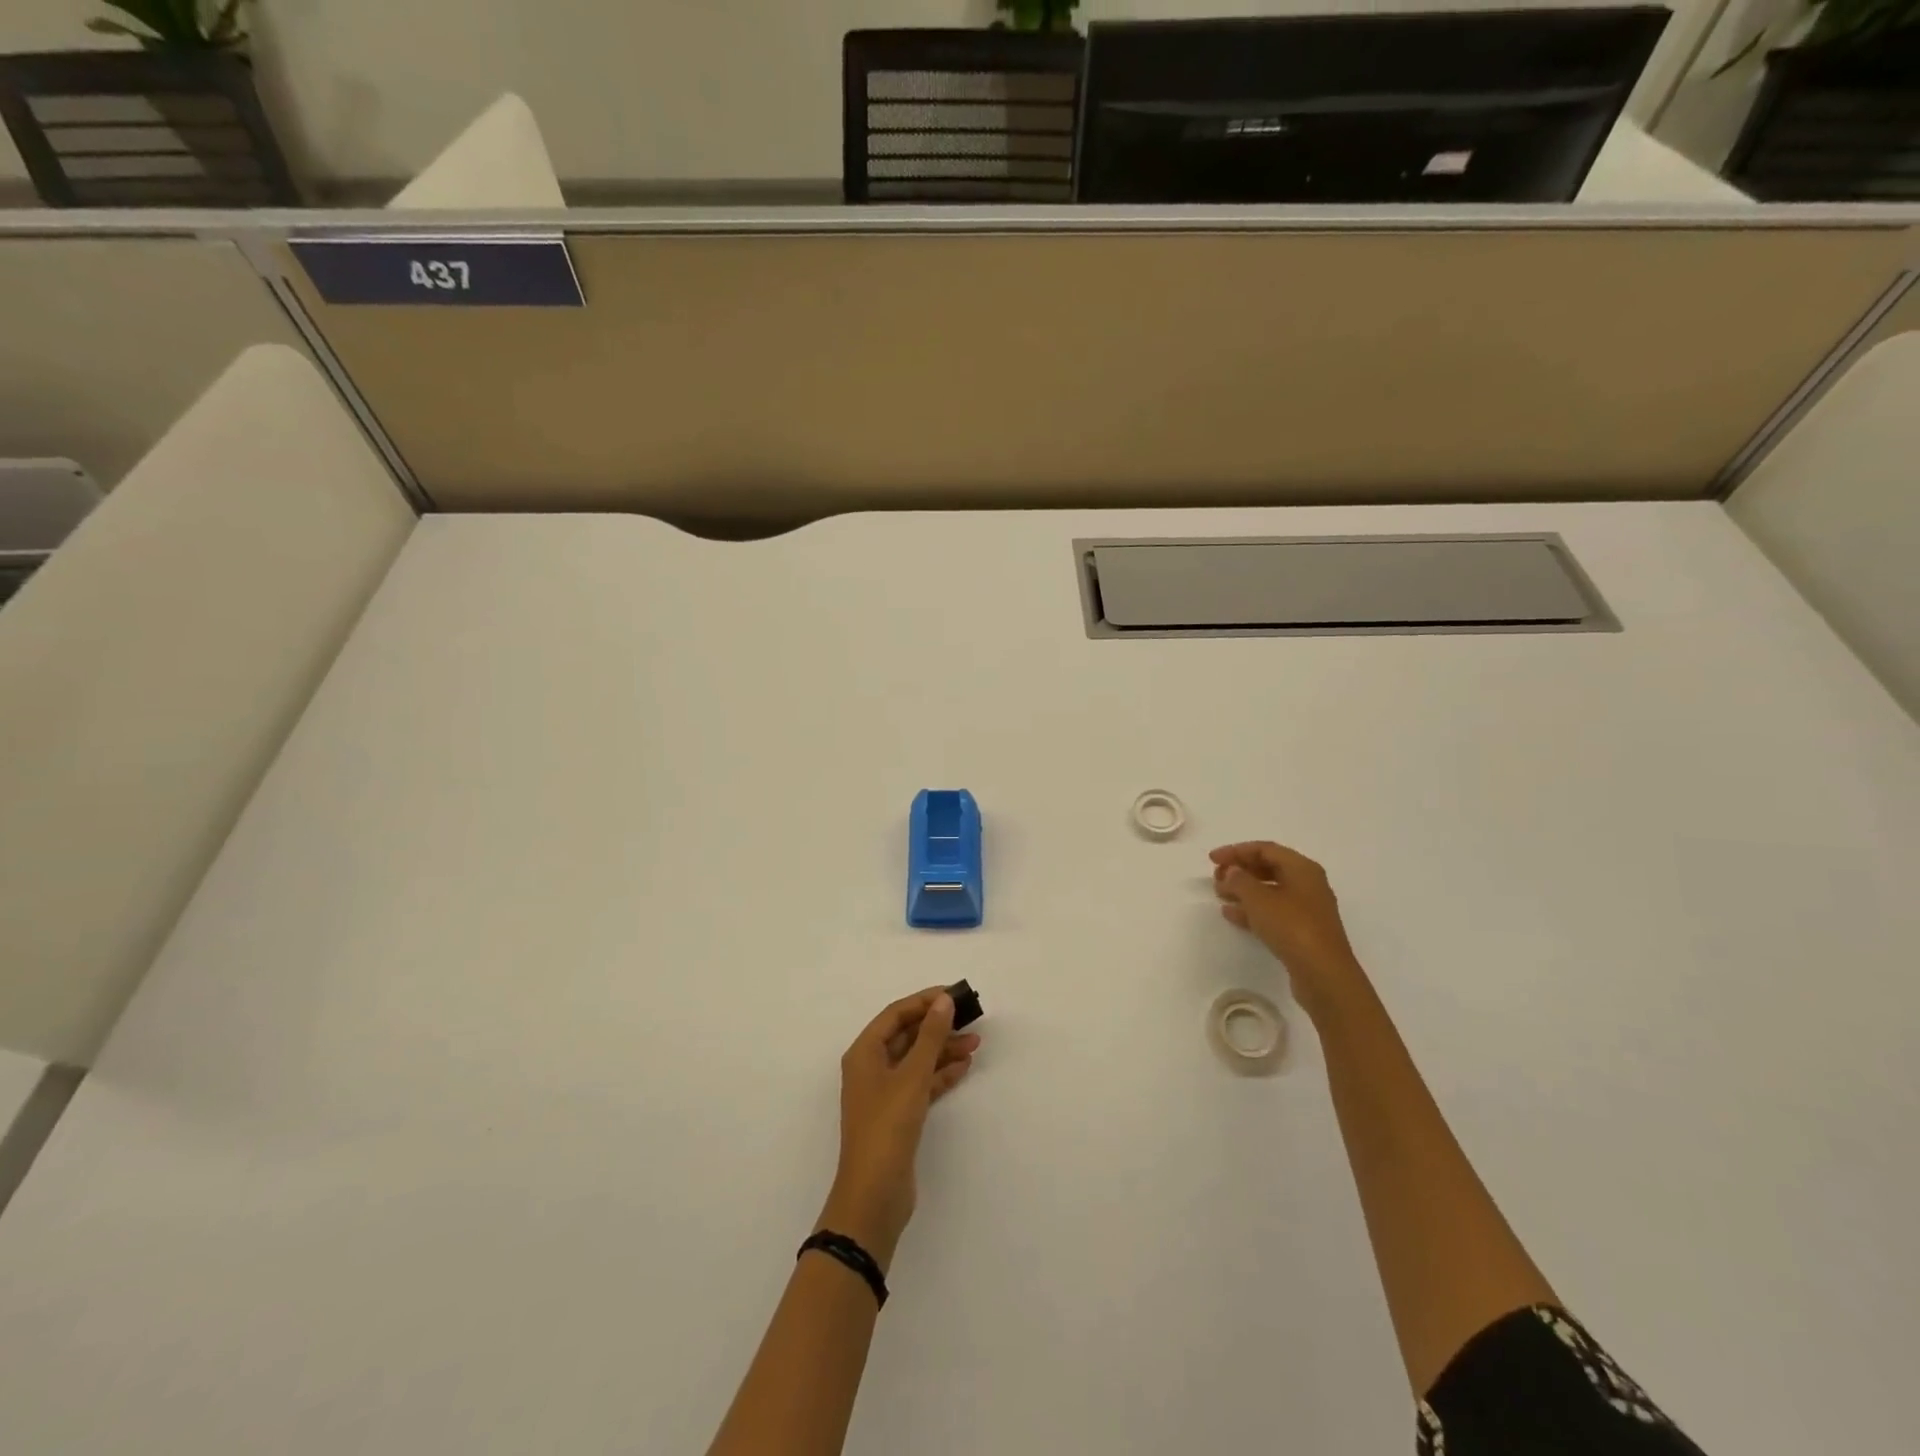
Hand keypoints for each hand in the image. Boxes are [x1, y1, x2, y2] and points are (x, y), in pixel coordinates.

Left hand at [818, 989, 978, 1272]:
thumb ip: (930, 1036)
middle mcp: (871, 1068)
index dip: (924, 1001)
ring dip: (943, 1049)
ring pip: (917, 1060)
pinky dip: (940, 1074)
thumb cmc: (887, 1127)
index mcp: (864, 1053)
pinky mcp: (898, 1115)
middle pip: (907, 1035)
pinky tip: (964, 1067)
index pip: (896, 1014)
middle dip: (937, 1026)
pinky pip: (921, 1083)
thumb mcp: (911, 1076)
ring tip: (976, 1043)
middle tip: (970, 1018)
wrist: (875, 1195)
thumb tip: (943, 1000)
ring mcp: (884, 1093)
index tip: (954, 995)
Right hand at [1211, 841, 1363, 1013]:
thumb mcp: (1259, 899)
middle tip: (1215, 878)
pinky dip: (1251, 909)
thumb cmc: (1292, 927)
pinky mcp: (1302, 931)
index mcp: (1302, 868)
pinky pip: (1272, 912)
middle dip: (1240, 870)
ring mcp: (1306, 909)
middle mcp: (1307, 884)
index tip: (1211, 860)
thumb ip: (1240, 880)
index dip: (1236, 851)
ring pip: (1269, 891)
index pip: (1265, 849)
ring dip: (1243, 890)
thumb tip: (1232, 871)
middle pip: (1268, 868)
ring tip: (1219, 895)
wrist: (1323, 974)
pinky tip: (1231, 915)